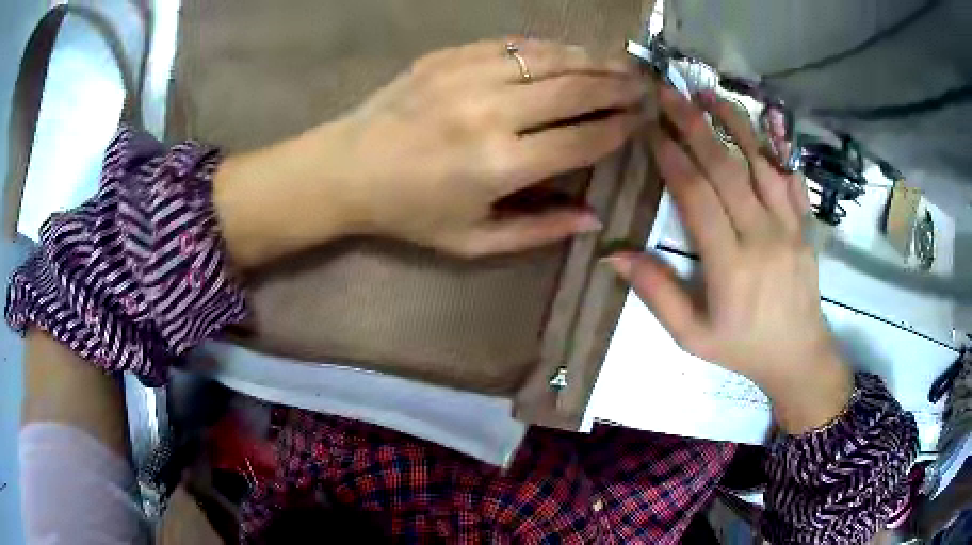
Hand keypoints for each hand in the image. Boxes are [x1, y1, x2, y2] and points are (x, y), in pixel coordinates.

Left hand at [215, 39, 645, 265]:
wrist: (346, 169)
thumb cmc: (409, 213)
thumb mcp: (474, 241)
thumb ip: (539, 231)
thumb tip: (594, 219)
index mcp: (499, 165)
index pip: (582, 140)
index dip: (618, 129)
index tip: (642, 121)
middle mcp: (491, 112)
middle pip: (575, 90)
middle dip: (618, 86)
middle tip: (645, 85)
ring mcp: (467, 75)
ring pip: (550, 58)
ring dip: (593, 59)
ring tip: (622, 63)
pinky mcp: (449, 56)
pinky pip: (513, 44)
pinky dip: (549, 46)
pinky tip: (570, 51)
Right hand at [607, 84, 851, 433]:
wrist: (799, 356)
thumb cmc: (743, 348)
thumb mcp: (692, 337)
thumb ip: (657, 294)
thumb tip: (614, 254)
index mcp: (731, 265)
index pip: (697, 196)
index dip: (671, 157)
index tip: (649, 128)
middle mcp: (762, 236)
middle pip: (727, 167)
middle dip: (694, 125)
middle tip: (670, 92)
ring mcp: (790, 226)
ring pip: (761, 162)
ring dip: (734, 123)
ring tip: (709, 94)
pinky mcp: (805, 225)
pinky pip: (791, 177)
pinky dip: (775, 146)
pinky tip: (760, 123)